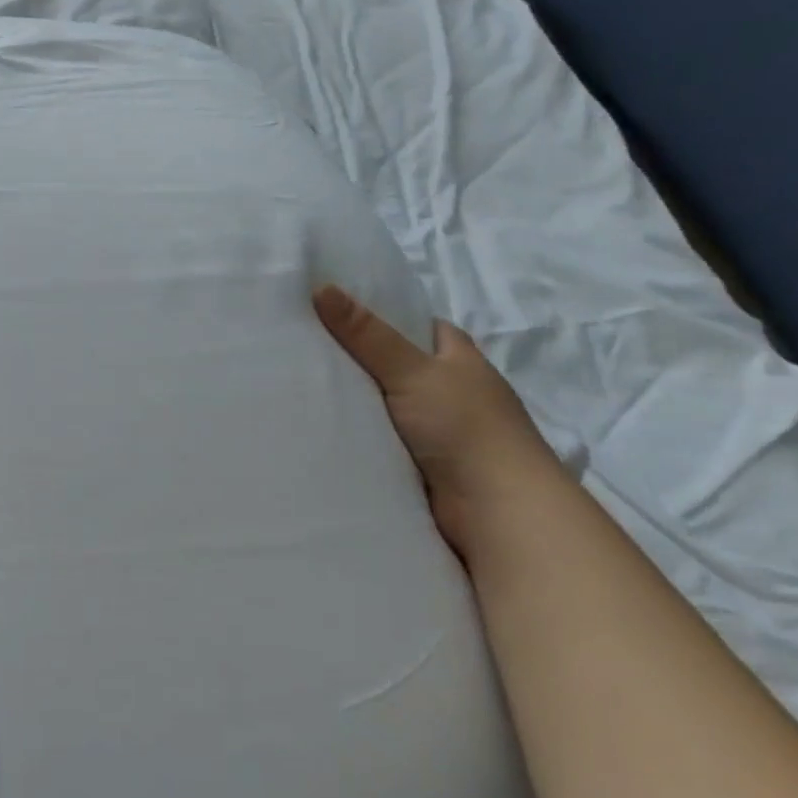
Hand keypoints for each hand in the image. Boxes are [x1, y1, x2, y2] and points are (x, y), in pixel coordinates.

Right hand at [313, 284, 560, 557]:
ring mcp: (440, 430)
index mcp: (460, 359)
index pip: (420, 326)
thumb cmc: (464, 428)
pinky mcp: (424, 464)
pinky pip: (382, 439)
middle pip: (398, 365)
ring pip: (387, 405)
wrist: (497, 511)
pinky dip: (360, 434)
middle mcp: (453, 390)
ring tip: (300, 383)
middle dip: (358, 360)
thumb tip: (321, 287)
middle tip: (304, 346)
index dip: (383, 316)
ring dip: (357, 401)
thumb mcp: (412, 371)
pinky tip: (323, 426)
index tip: (336, 311)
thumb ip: (367, 334)